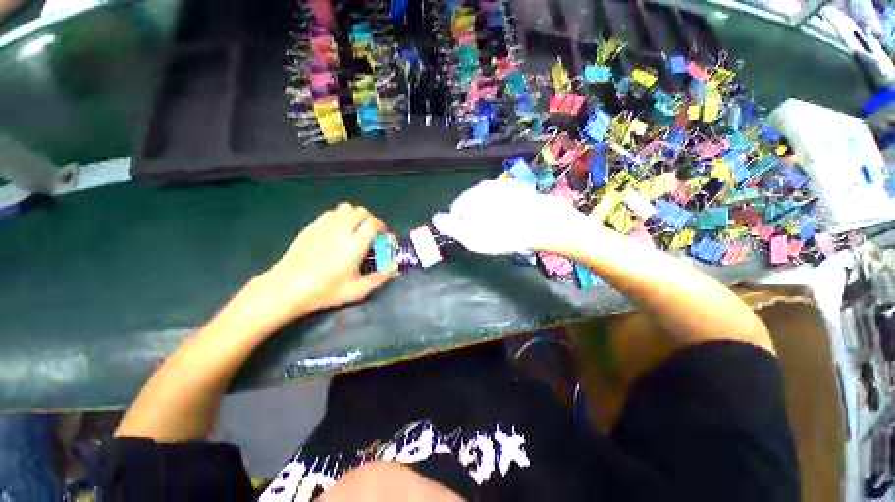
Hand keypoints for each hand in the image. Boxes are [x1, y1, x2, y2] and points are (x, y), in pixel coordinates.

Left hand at [254, 203, 396, 324]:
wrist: (285, 288)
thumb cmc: (324, 291)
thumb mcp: (356, 290)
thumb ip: (378, 279)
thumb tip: (393, 270)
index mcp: (353, 245)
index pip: (373, 223)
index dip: (381, 226)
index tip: (382, 235)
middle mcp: (340, 230)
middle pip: (360, 211)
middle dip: (369, 219)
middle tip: (369, 233)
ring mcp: (324, 226)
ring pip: (345, 208)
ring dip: (354, 216)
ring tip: (354, 230)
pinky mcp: (311, 226)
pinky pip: (330, 213)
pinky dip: (339, 217)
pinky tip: (336, 232)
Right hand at [432, 179, 592, 254]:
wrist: (542, 223)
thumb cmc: (502, 235)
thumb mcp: (470, 237)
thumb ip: (450, 227)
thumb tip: (435, 218)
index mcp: (469, 198)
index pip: (455, 211)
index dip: (461, 226)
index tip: (474, 237)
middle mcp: (484, 186)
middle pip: (472, 204)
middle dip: (476, 218)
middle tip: (489, 234)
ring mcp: (503, 185)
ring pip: (489, 201)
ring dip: (491, 213)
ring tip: (502, 228)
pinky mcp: (519, 189)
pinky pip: (505, 200)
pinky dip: (505, 208)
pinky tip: (514, 219)